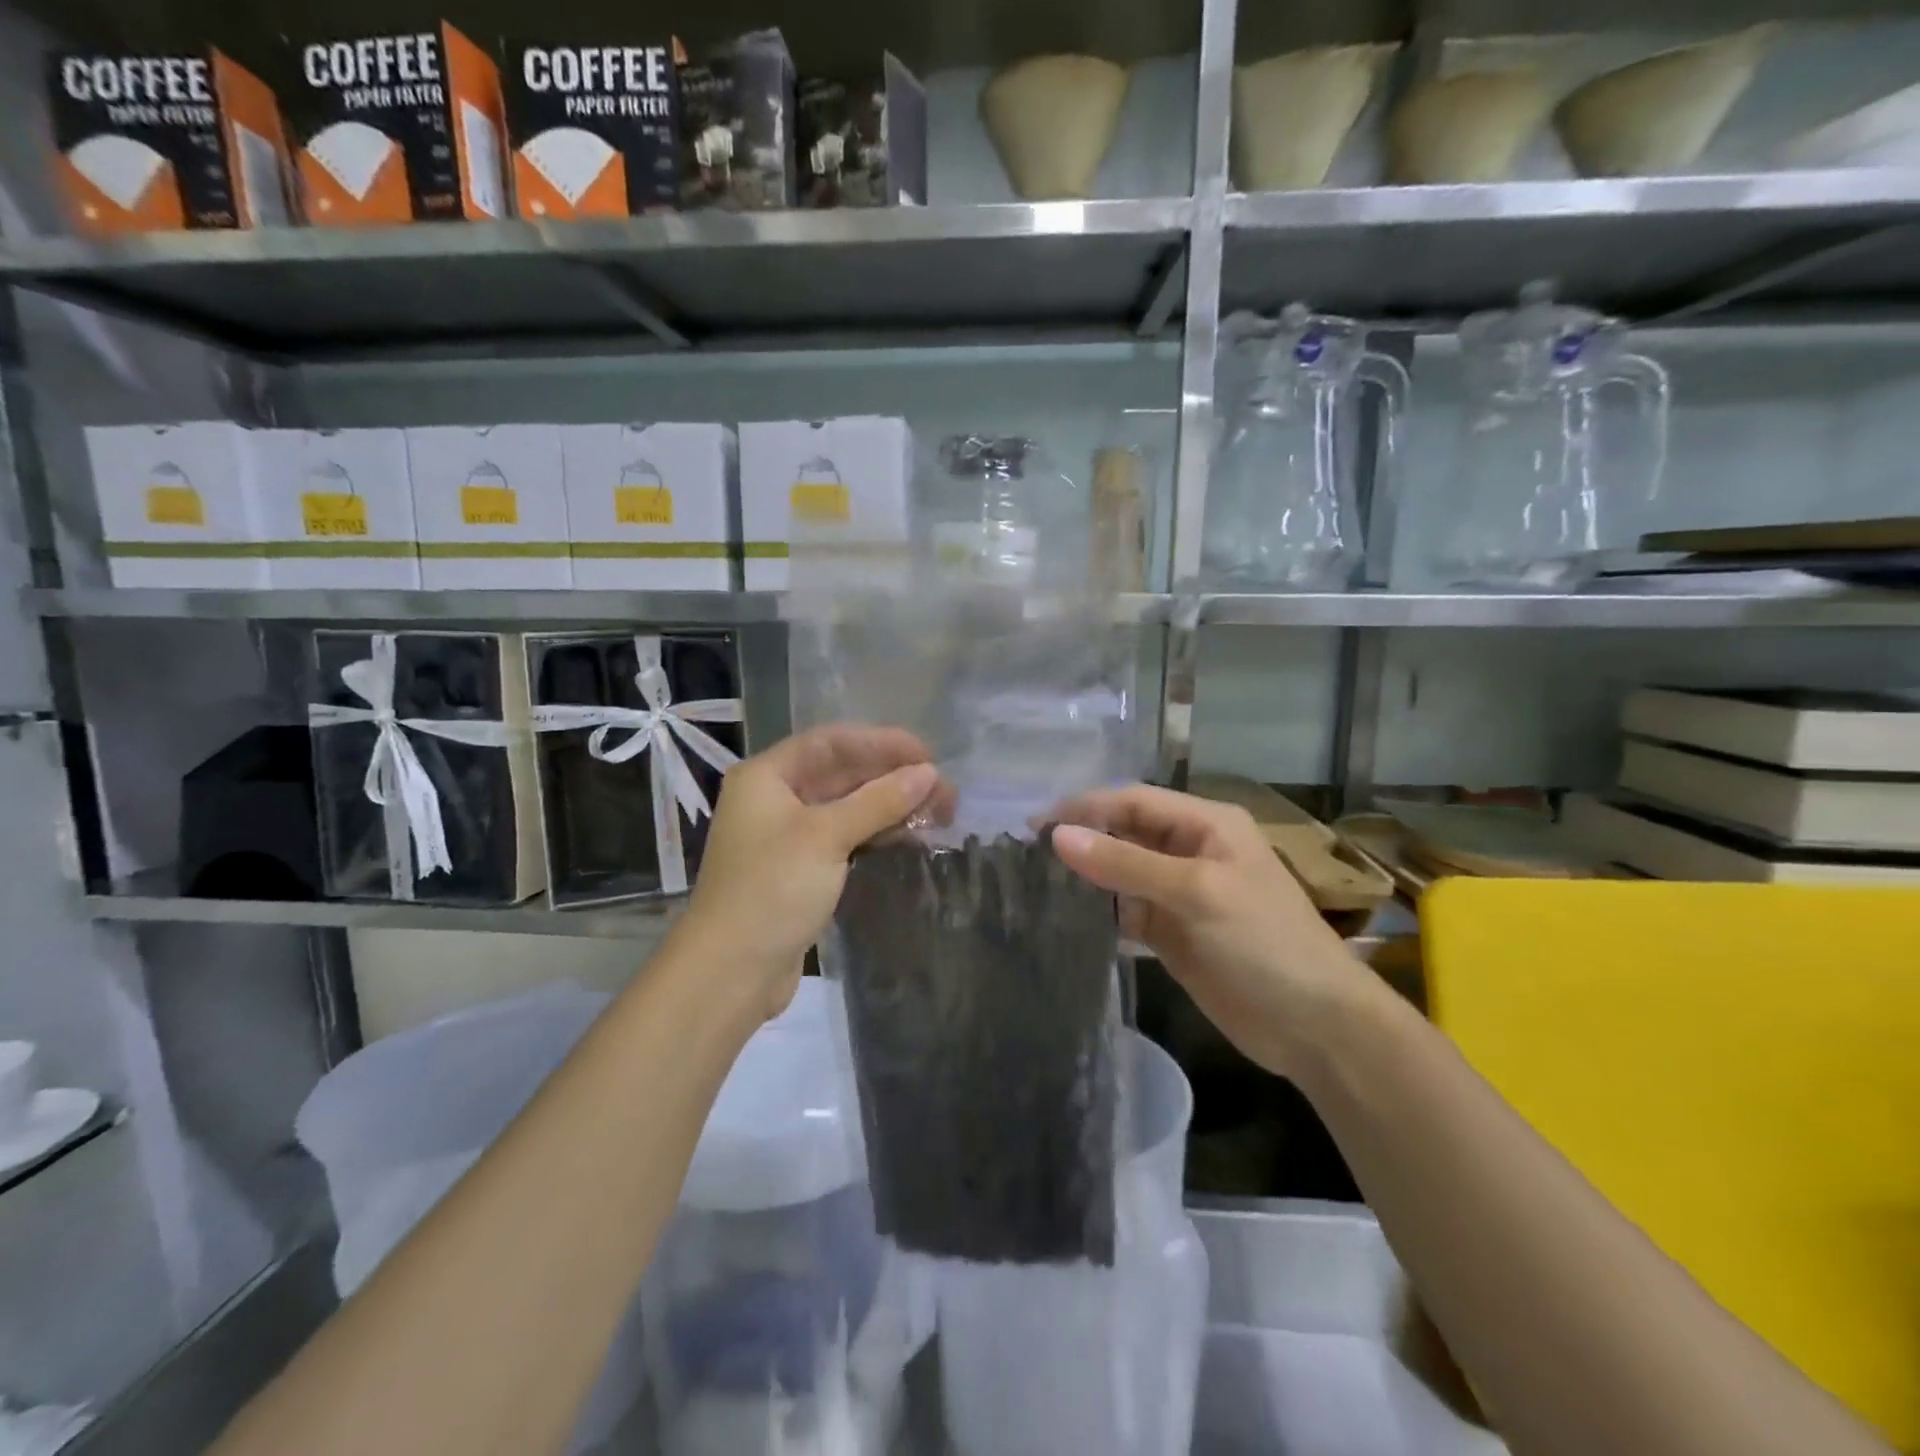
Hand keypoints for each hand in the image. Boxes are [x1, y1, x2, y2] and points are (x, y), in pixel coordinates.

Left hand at [679, 725, 947, 1018]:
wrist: (731, 972)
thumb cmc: (772, 890)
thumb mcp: (827, 837)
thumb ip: (879, 800)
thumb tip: (928, 772)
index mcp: (766, 776)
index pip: (831, 742)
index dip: (881, 743)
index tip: (927, 756)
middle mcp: (775, 798)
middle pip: (842, 773)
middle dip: (893, 778)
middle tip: (944, 791)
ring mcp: (788, 835)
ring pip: (848, 807)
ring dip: (891, 807)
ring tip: (940, 814)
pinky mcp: (802, 869)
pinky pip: (846, 837)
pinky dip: (877, 833)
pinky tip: (911, 837)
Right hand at [1050, 785, 1372, 1078]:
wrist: (1315, 1027)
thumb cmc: (1264, 943)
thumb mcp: (1197, 892)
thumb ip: (1126, 863)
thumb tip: (1058, 836)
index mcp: (1205, 824)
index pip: (1132, 801)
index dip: (1084, 808)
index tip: (1033, 826)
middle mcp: (1188, 850)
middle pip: (1123, 833)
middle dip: (1080, 840)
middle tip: (1024, 856)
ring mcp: (1178, 894)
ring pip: (1120, 873)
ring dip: (1084, 876)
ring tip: (1033, 883)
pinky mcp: (1170, 932)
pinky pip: (1124, 911)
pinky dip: (1097, 911)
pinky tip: (1064, 916)